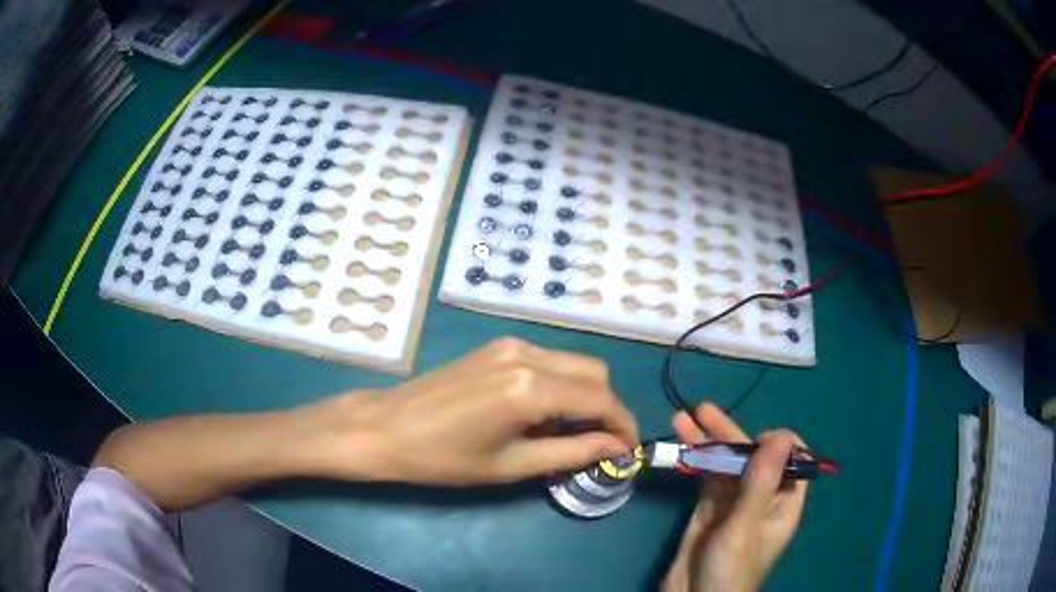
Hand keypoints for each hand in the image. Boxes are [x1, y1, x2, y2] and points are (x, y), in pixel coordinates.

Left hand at [301, 338, 638, 484]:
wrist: (385, 428)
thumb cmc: (443, 458)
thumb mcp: (511, 465)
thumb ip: (572, 452)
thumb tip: (615, 448)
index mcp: (531, 387)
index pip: (601, 400)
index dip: (623, 426)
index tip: (628, 451)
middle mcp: (528, 354)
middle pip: (595, 373)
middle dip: (607, 408)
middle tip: (600, 443)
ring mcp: (511, 345)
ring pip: (574, 363)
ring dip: (585, 395)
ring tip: (571, 432)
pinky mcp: (497, 346)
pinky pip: (549, 360)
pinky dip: (561, 384)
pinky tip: (543, 412)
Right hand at [663, 403, 806, 591]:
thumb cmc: (730, 569)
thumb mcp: (746, 526)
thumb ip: (761, 481)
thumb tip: (781, 434)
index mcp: (783, 503)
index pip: (793, 461)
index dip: (777, 445)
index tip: (755, 441)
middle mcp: (761, 498)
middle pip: (751, 457)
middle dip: (730, 433)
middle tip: (704, 411)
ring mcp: (732, 503)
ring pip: (725, 465)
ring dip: (706, 442)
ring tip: (682, 418)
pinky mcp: (707, 510)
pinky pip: (705, 479)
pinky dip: (694, 461)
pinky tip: (680, 445)